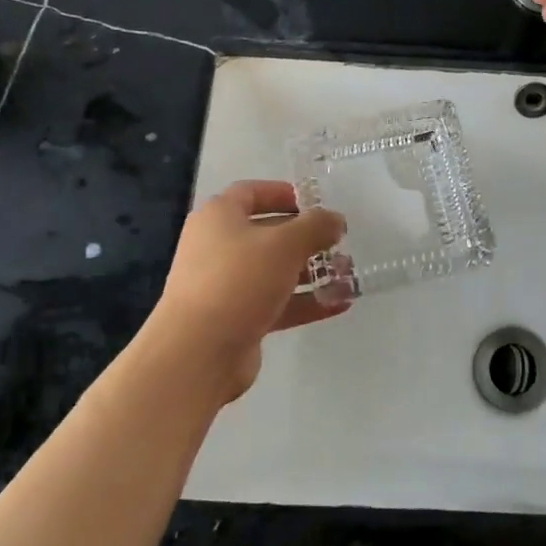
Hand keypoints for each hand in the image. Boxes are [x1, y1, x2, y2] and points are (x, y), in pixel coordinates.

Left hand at [145, 181, 349, 400]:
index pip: (251, 192)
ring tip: (347, 275)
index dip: (283, 193)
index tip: (315, 202)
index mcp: (219, 217)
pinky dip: (304, 301)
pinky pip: (275, 303)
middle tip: (339, 242)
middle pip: (267, 233)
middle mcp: (218, 247)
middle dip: (306, 238)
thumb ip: (316, 227)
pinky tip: (339, 304)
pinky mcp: (236, 319)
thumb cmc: (239, 280)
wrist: (198, 353)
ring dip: (310, 272)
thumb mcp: (285, 244)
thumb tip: (336, 220)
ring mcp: (225, 286)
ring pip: (274, 271)